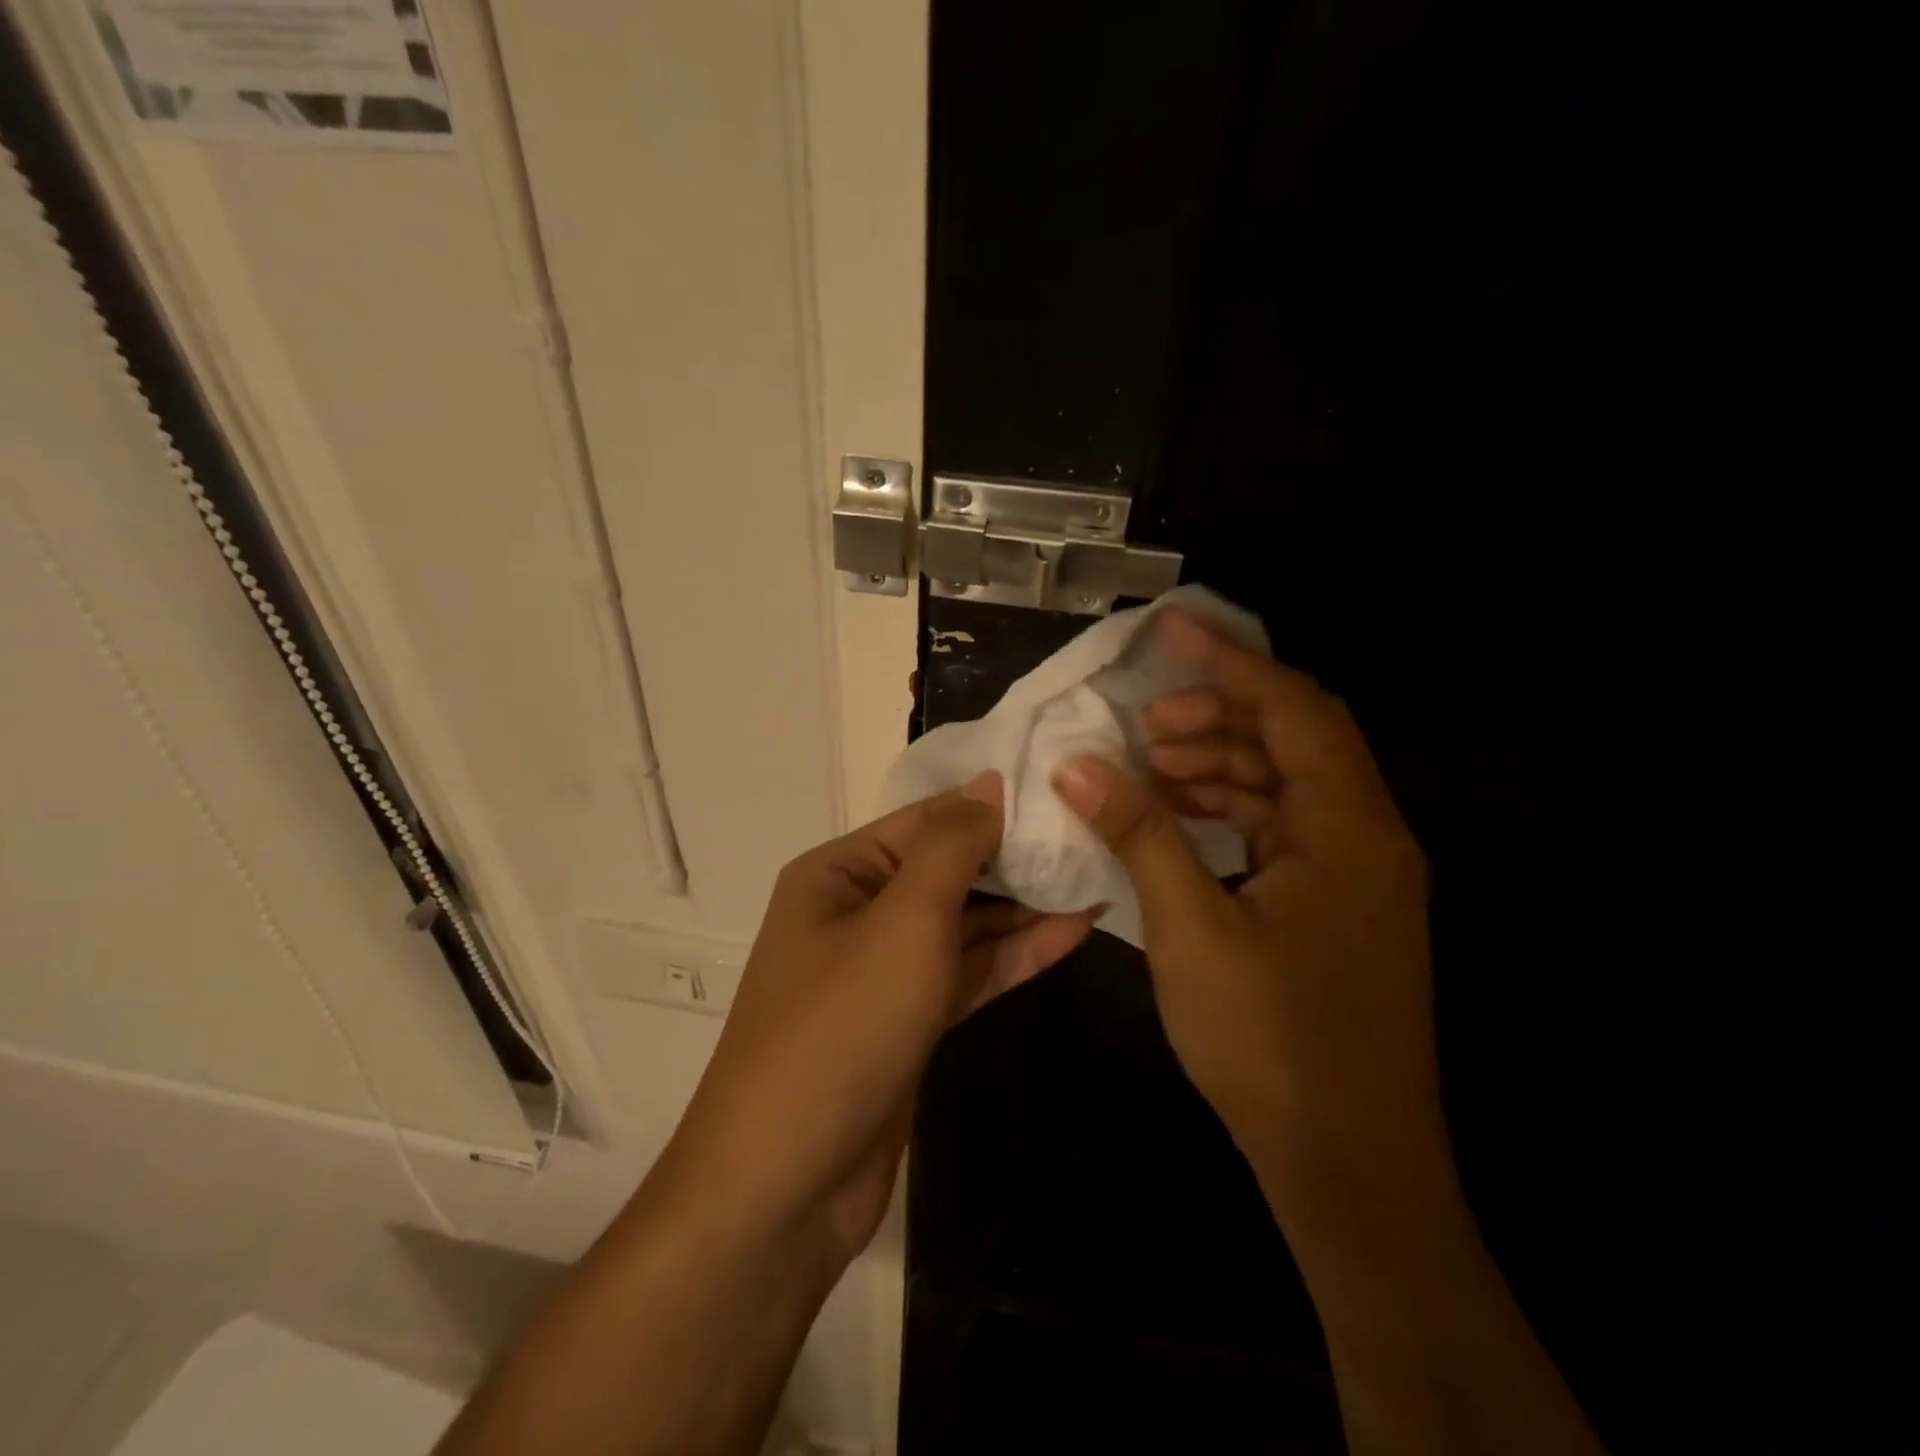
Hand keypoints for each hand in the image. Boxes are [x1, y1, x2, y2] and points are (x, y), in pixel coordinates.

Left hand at [669, 775, 1094, 1262]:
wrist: (786, 1185)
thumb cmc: (840, 1027)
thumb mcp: (902, 921)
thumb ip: (951, 848)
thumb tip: (989, 783)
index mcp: (839, 873)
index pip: (926, 819)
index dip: (992, 804)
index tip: (1062, 790)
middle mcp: (858, 911)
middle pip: (948, 869)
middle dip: (1015, 856)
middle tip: (1093, 835)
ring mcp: (885, 971)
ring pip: (964, 923)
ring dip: (1025, 906)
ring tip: (1097, 876)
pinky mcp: (909, 1022)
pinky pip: (968, 972)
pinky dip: (1015, 954)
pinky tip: (1074, 931)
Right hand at [1051, 611, 1436, 1201]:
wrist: (1348, 1167)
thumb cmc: (1271, 1043)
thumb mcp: (1191, 929)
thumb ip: (1139, 834)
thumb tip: (1078, 766)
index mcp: (1348, 830)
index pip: (1293, 709)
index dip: (1228, 662)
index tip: (1169, 631)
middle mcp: (1366, 838)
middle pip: (1295, 738)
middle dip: (1218, 715)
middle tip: (1145, 724)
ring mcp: (1357, 876)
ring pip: (1287, 785)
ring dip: (1221, 765)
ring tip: (1151, 768)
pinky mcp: (1337, 907)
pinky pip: (1284, 830)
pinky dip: (1231, 812)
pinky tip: (1179, 819)